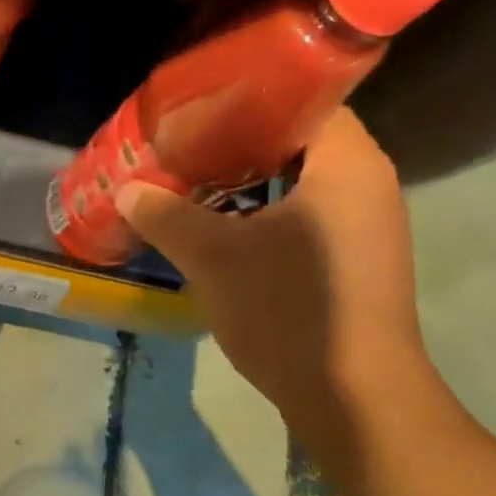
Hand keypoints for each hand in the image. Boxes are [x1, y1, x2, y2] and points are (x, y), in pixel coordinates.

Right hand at [117, 108, 433, 450]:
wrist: (354, 398)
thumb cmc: (289, 309)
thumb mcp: (214, 257)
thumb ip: (166, 215)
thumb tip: (127, 190)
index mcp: (346, 162)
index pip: (303, 97)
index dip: (247, 98)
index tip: (198, 109)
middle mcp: (368, 182)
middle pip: (297, 140)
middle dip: (237, 143)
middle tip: (183, 147)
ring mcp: (368, 224)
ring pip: (300, 183)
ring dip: (249, 183)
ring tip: (193, 185)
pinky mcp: (358, 260)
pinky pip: (308, 216)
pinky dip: (267, 214)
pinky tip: (224, 231)